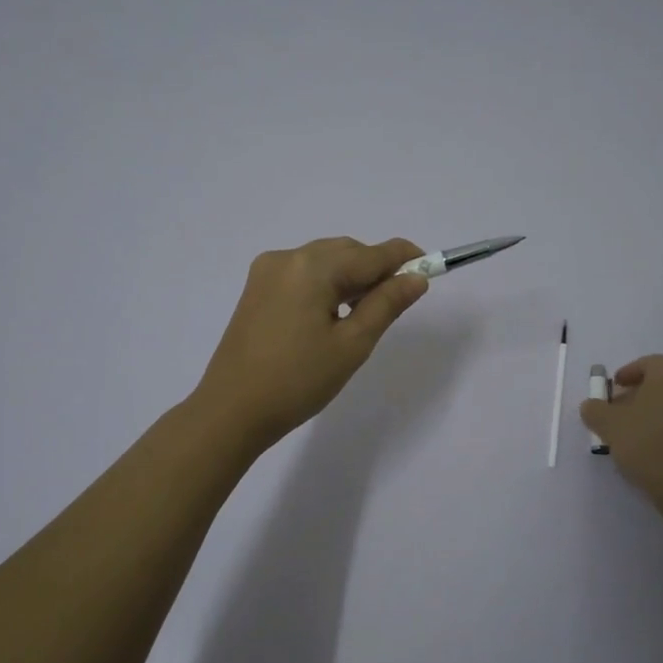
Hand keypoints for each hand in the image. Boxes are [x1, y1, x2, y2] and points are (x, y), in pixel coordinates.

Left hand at [193, 237, 428, 448]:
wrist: (231, 411)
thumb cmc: (298, 381)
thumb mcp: (352, 344)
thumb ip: (386, 304)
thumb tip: (416, 277)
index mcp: (312, 267)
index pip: (371, 253)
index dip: (403, 258)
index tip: (430, 267)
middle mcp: (287, 258)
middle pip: (346, 252)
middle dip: (375, 269)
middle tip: (397, 302)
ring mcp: (266, 272)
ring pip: (323, 262)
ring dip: (350, 278)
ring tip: (364, 315)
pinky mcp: (256, 290)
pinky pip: (302, 275)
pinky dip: (325, 286)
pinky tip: (331, 316)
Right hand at [581, 355, 662, 508]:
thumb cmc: (648, 442)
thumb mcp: (609, 425)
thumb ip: (595, 409)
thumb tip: (592, 406)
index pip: (645, 364)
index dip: (625, 376)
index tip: (611, 392)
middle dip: (642, 393)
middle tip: (622, 412)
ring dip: (660, 409)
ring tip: (639, 431)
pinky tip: (660, 444)